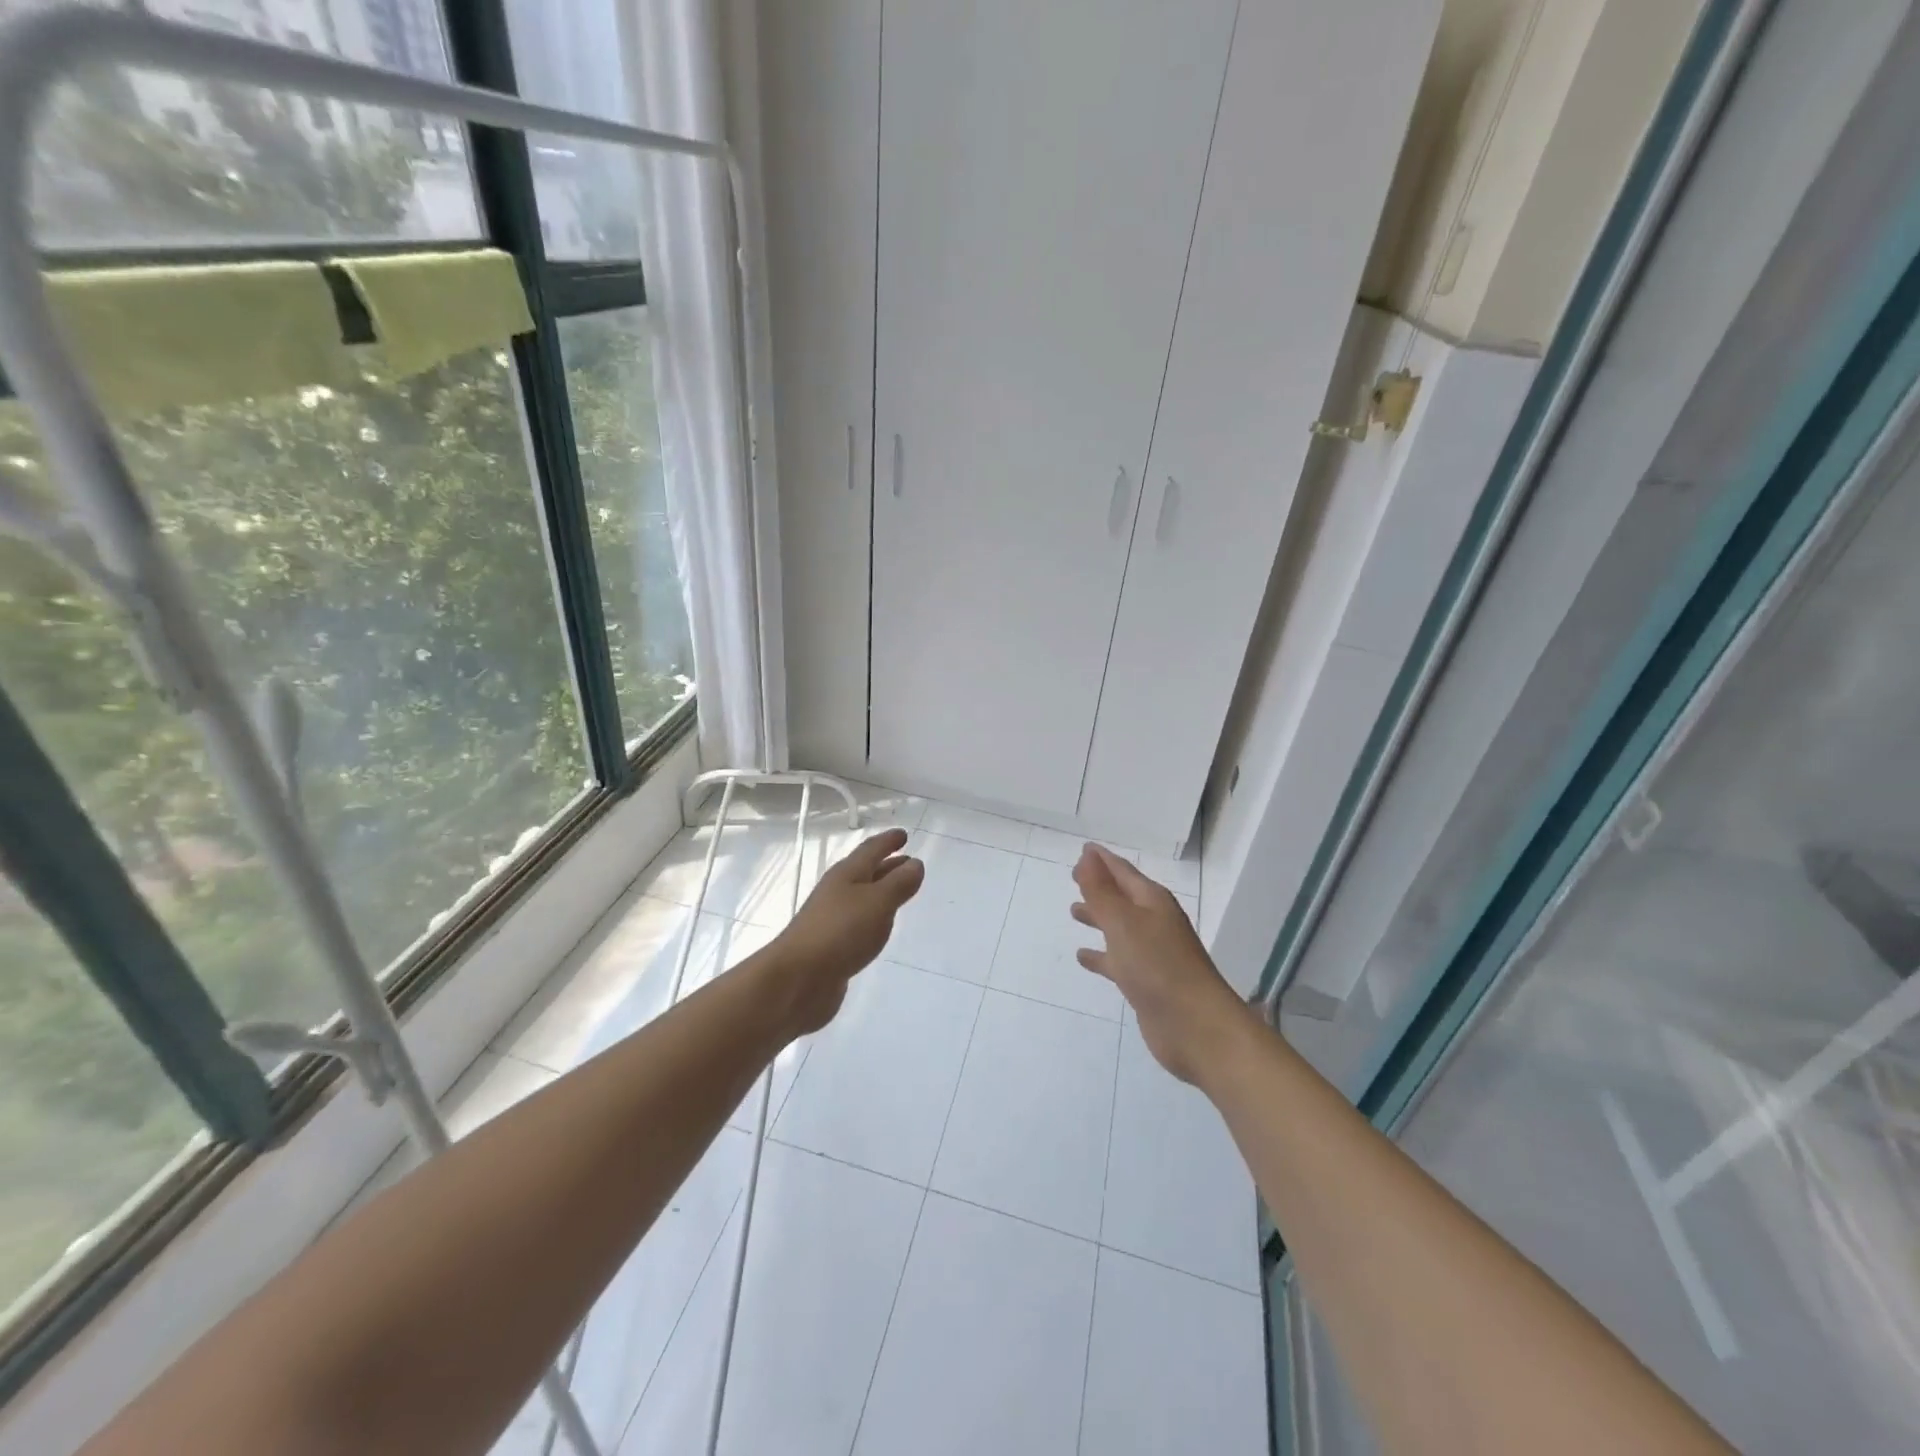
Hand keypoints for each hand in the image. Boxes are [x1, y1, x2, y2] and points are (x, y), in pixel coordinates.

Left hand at [763, 828, 923, 1036]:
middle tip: (909, 861)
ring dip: (881, 891)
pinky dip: (873, 918)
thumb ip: (899, 884)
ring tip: (900, 892)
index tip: (904, 835)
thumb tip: (916, 863)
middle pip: (865, 872)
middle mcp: (837, 891)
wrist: (797, 979)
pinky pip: (858, 922)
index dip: (888, 841)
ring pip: (862, 897)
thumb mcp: (878, 903)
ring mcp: (832, 919)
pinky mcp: (831, 945)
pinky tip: (879, 927)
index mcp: (847, 874)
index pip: (871, 850)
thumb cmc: (840, 932)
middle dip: (887, 865)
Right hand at [1071, 845, 1250, 1083]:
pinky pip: (1117, 960)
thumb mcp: (1123, 922)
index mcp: (1152, 902)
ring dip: (1098, 918)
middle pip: (1122, 897)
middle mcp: (1154, 923)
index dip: (1102, 860)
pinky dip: (1101, 955)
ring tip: (1074, 912)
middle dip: (1099, 887)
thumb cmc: (1158, 966)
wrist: (1196, 1026)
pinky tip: (1083, 957)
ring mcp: (1152, 954)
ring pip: (1119, 928)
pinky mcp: (1146, 982)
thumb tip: (1088, 855)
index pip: (1123, 872)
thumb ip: (1101, 891)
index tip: (1083, 849)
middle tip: (1073, 878)